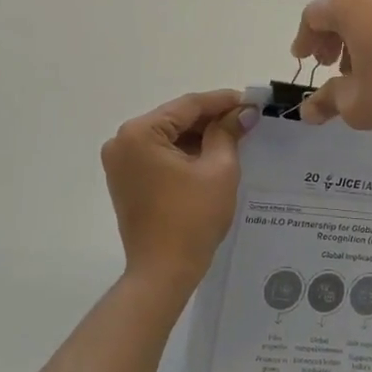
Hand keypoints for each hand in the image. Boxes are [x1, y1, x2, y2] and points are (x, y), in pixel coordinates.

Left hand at [102, 90, 256, 297]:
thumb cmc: (192, 218)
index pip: (188, 106)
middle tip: (246, 118)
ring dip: (199, 135)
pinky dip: (184, 152)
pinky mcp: (126, 179)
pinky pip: (159, 154)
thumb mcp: (218, 170)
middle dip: (211, 118)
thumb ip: (228, 133)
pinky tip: (212, 152)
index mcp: (140, 133)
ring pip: (168, 137)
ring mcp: (121, 162)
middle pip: (175, 119)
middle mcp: (122, 141)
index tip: (250, 99)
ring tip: (235, 134)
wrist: (163, 272)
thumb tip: (243, 112)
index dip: (222, 100)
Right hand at [292, 0, 371, 135]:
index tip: (305, 60)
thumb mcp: (358, 104)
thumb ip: (327, 100)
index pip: (313, 15)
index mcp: (350, 2)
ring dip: (361, 31)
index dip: (305, 39)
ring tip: (367, 64)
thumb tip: (308, 111)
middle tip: (332, 64)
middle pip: (343, 5)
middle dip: (333, 35)